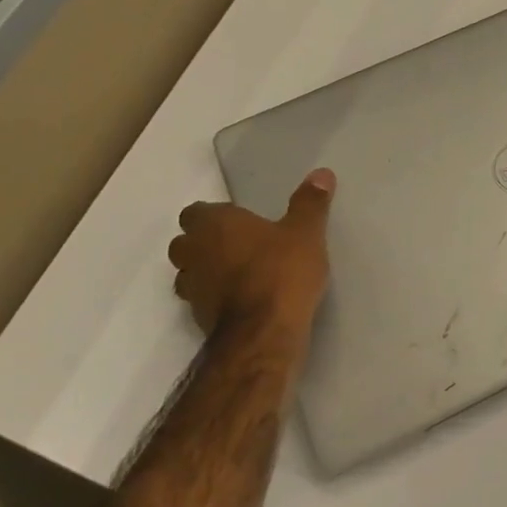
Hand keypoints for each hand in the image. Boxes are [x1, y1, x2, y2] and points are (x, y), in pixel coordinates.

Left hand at [167, 169, 335, 337]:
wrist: (264, 333)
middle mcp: (194, 253)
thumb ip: (310, 203)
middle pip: (186, 242)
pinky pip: (203, 300)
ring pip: (189, 273)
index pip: (196, 212)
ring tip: (240, 274)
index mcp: (214, 225)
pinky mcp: (199, 318)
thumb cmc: (282, 272)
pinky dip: (217, 298)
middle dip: (205, 243)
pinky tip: (244, 300)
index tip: (240, 221)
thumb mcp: (306, 233)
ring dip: (207, 272)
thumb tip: (321, 173)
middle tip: (239, 245)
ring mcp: (192, 288)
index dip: (215, 216)